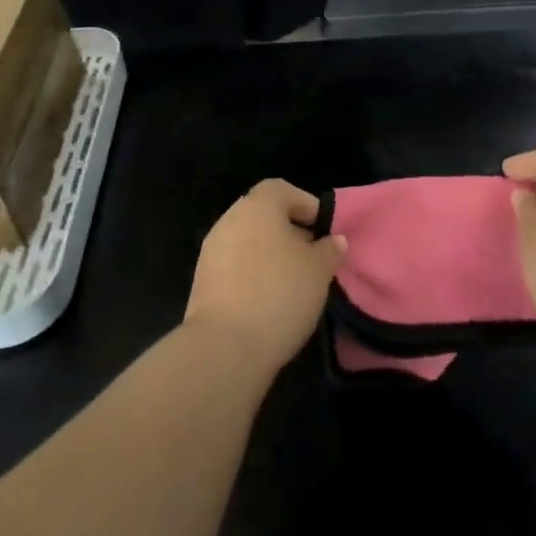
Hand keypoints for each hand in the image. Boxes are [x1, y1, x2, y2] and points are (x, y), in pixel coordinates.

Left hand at [186, 180, 346, 373]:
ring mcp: (211, 250)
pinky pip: (234, 266)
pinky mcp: (201, 281)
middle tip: (312, 258)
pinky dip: (252, 274)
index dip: (305, 205)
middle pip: (263, 215)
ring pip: (247, 242)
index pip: (281, 190)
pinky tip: (268, 300)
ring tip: (293, 282)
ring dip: (269, 255)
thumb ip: (329, 250)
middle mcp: (230, 220)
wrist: (225, 346)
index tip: (323, 230)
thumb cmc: (280, 294)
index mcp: (257, 206)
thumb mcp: (319, 271)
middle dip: (289, 232)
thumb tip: (334, 240)